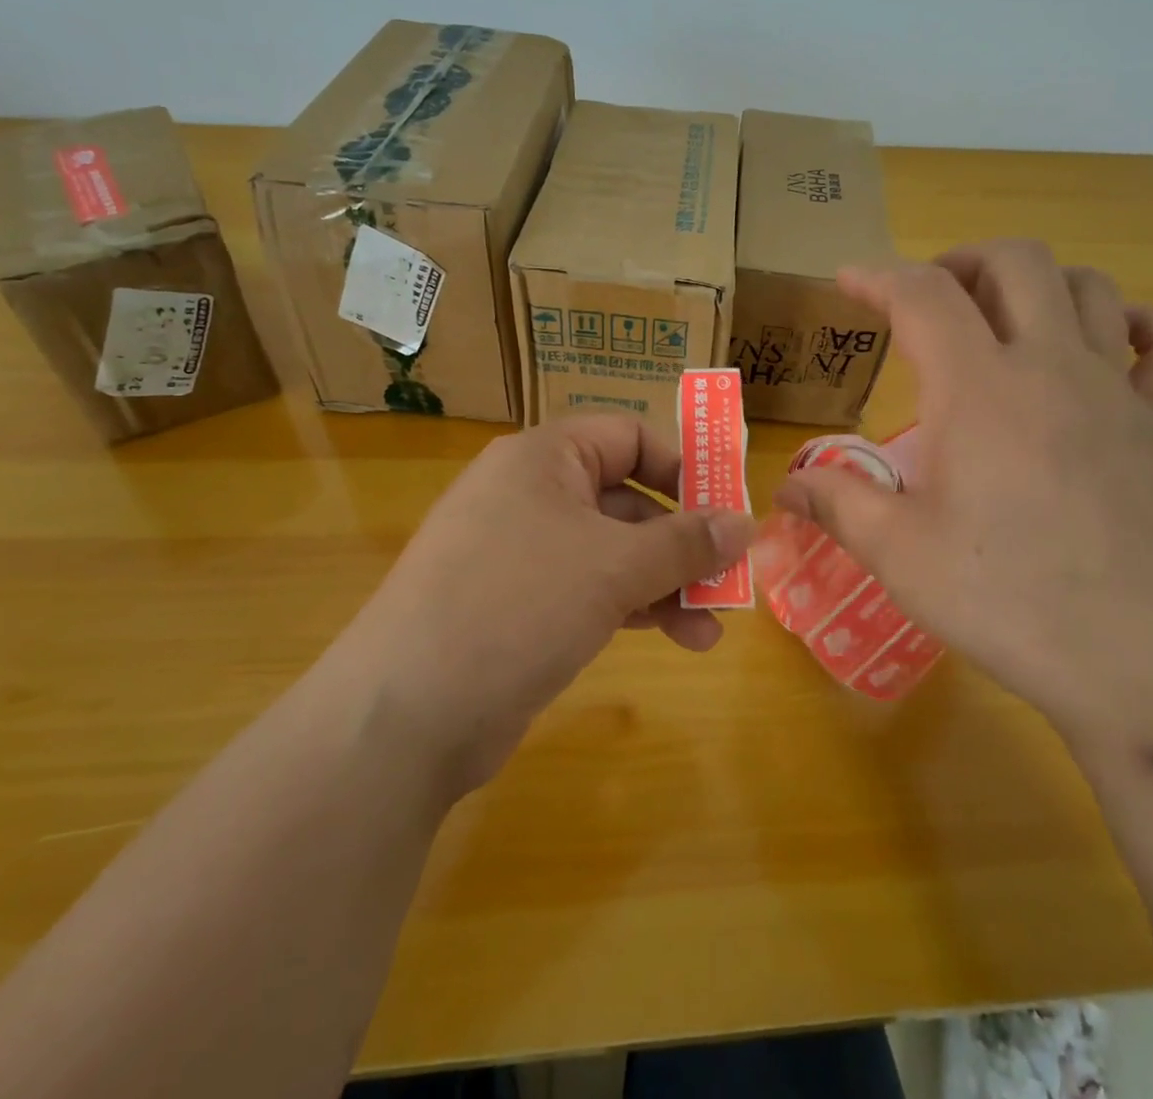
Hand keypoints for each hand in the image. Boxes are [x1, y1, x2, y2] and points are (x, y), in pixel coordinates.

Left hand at [342, 415, 752, 796]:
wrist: (406, 715)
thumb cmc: (519, 605)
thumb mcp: (615, 566)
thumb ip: (685, 542)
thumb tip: (745, 523)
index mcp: (544, 459)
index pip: (628, 437)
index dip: (681, 467)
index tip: (724, 509)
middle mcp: (530, 495)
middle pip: (627, 500)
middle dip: (682, 542)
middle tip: (729, 578)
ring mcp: (521, 553)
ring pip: (612, 552)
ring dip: (666, 584)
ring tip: (711, 630)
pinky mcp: (518, 606)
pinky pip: (589, 589)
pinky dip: (632, 607)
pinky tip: (675, 638)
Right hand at [774, 239, 1152, 745]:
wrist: (1142, 658)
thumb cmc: (1008, 597)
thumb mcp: (899, 554)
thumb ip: (838, 503)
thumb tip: (787, 485)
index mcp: (978, 387)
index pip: (923, 295)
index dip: (877, 277)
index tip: (847, 282)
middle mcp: (1050, 367)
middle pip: (1016, 262)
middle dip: (962, 261)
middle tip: (927, 299)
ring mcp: (1113, 394)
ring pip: (1091, 289)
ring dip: (1039, 284)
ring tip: (1001, 318)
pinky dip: (1140, 328)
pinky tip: (1109, 345)